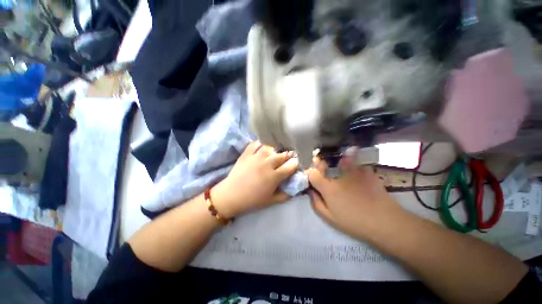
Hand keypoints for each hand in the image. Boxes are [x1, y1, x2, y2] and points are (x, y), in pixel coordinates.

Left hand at [212, 142, 298, 217]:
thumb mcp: (271, 201)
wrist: (230, 196)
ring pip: (270, 147)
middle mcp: (267, 164)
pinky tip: (263, 145)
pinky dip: (260, 143)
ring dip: (276, 148)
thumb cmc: (252, 200)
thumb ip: (285, 195)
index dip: (295, 163)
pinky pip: (255, 144)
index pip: (290, 166)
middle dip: (288, 155)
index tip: (296, 163)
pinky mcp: (246, 154)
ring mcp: (256, 157)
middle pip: (282, 155)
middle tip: (288, 156)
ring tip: (277, 150)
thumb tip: (296, 189)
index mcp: (274, 176)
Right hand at [306, 155, 400, 238]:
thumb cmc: (354, 222)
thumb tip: (311, 191)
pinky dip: (355, 167)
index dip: (310, 173)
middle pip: (324, 164)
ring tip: (342, 168)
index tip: (312, 176)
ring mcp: (354, 171)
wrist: (385, 221)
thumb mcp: (330, 218)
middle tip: (324, 170)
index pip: (313, 174)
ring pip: (341, 161)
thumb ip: (317, 203)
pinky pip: (356, 165)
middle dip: (320, 165)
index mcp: (328, 188)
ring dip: (338, 164)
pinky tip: (358, 174)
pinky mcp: (367, 171)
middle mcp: (338, 176)